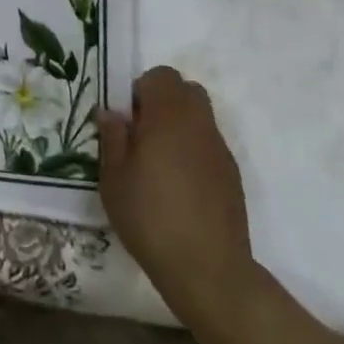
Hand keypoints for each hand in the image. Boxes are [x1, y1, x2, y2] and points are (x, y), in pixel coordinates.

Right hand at [97, 66, 261, 322]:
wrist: (207, 267)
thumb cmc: (150, 217)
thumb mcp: (114, 178)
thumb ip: (113, 138)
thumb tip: (111, 112)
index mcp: (168, 117)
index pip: (161, 76)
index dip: (141, 89)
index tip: (128, 119)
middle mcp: (198, 124)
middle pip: (186, 90)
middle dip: (163, 102)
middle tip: (141, 134)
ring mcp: (219, 149)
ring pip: (200, 116)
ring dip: (179, 125)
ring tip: (159, 161)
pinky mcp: (232, 174)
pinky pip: (209, 144)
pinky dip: (193, 150)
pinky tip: (179, 185)